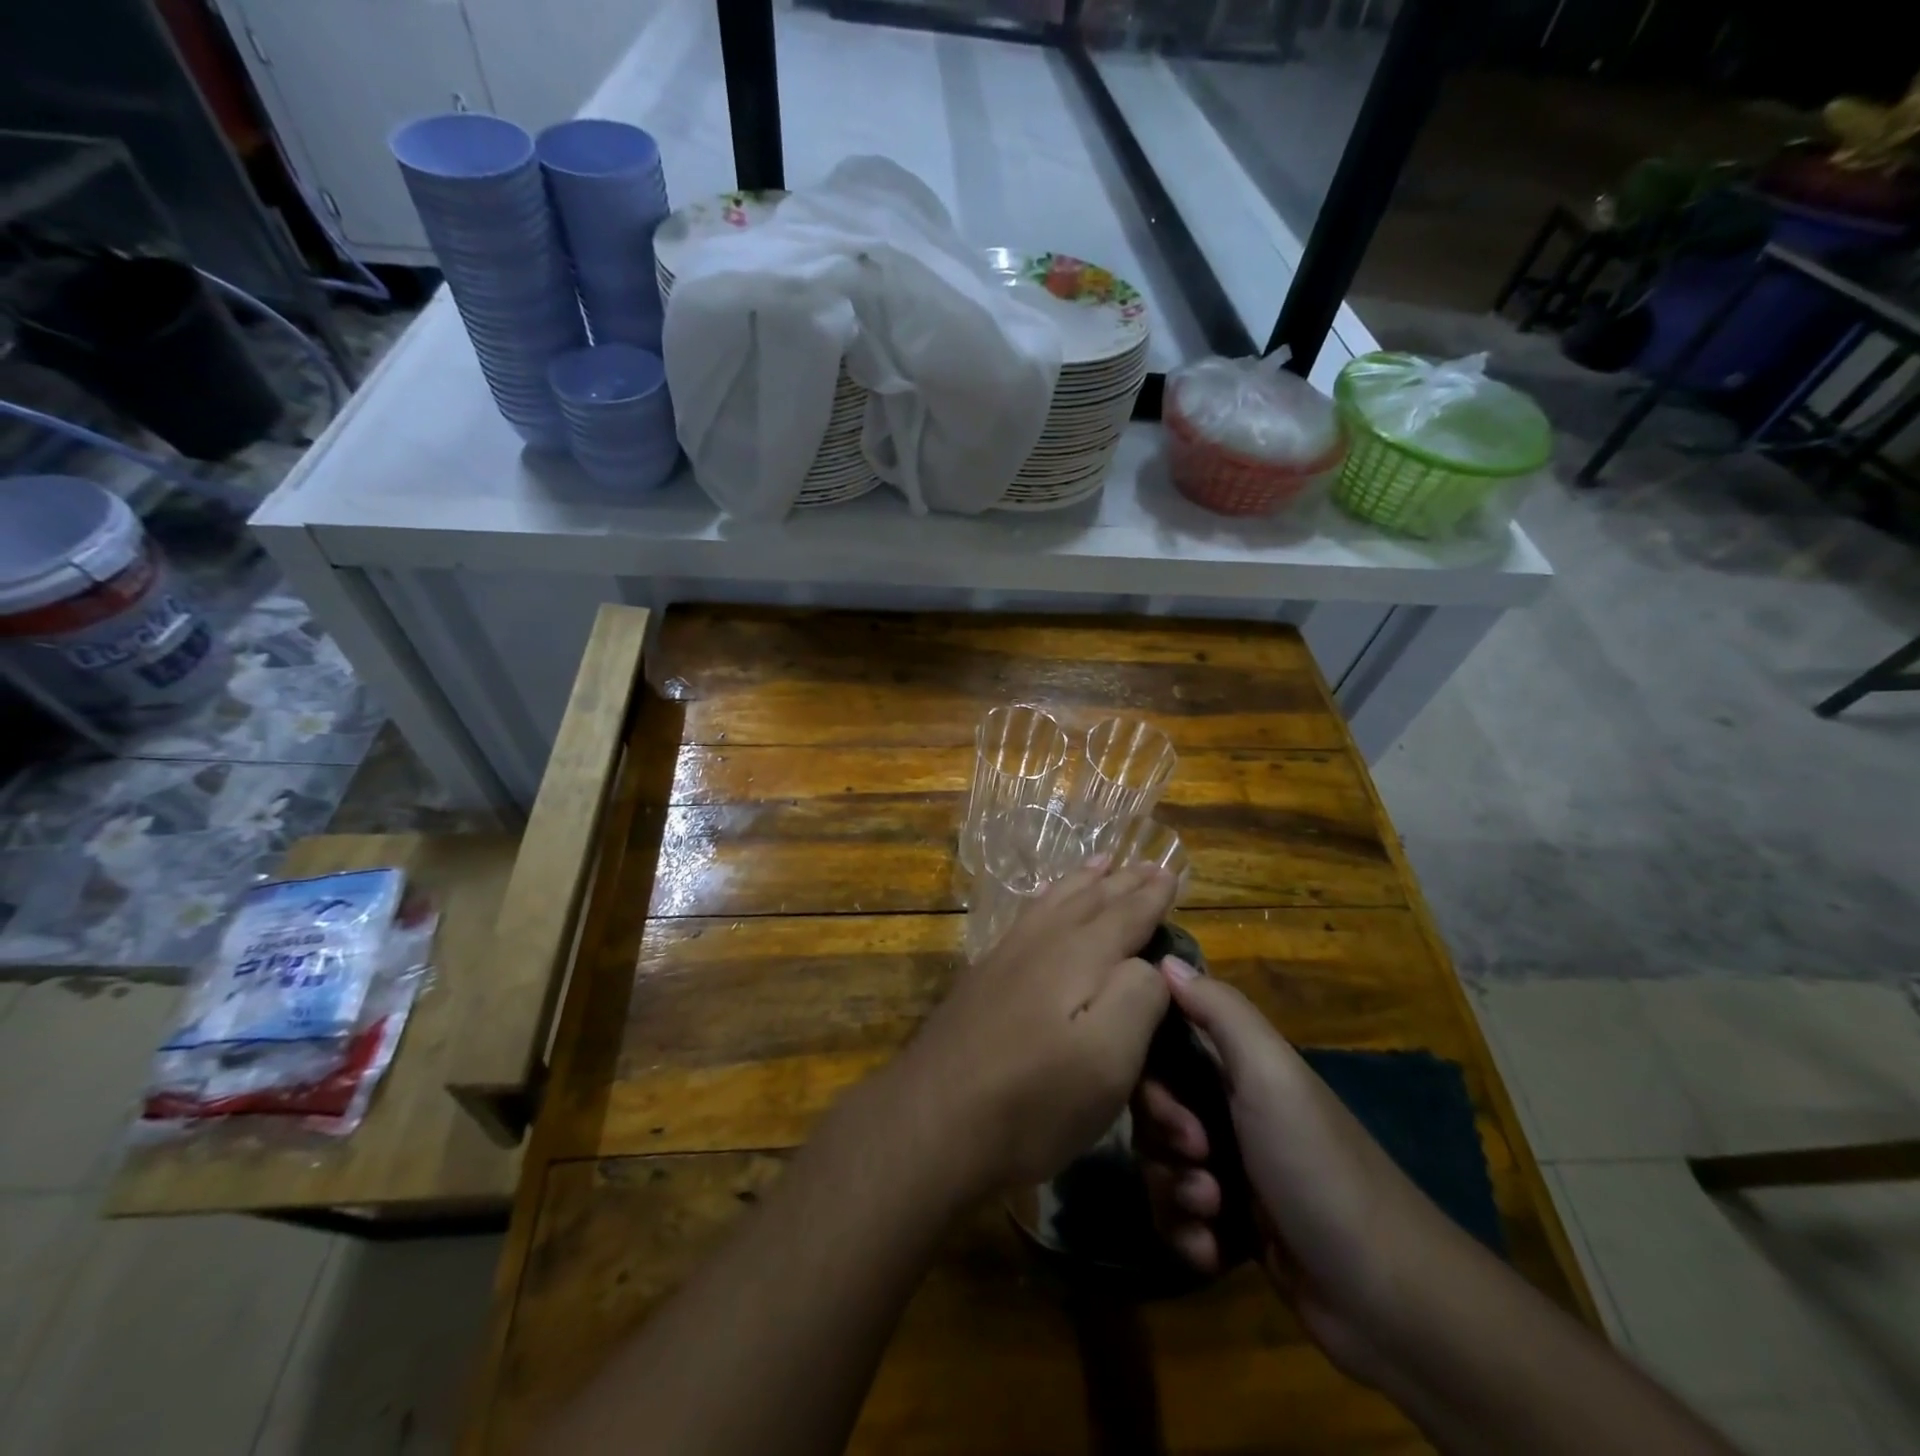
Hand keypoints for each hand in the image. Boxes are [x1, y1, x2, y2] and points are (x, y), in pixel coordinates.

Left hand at [883, 861, 1177, 1202]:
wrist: (931, 1122)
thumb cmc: (1032, 1099)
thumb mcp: (1106, 1059)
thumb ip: (1138, 997)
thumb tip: (1147, 963)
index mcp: (1078, 956)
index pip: (1125, 915)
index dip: (1151, 896)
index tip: (1170, 873)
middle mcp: (1041, 943)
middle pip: (1088, 900)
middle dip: (1121, 882)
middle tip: (1145, 864)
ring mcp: (1005, 957)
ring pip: (1053, 902)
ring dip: (1082, 881)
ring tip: (1100, 863)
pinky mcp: (982, 978)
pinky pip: (1027, 917)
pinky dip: (1047, 899)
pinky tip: (1044, 907)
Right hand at [1134, 963, 1458, 1384]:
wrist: (1388, 1298)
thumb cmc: (1318, 1165)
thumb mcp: (1270, 1074)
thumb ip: (1219, 1009)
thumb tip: (1163, 957)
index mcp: (1237, 1067)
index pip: (1162, 1047)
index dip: (1148, 1072)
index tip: (1164, 1099)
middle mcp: (1228, 1110)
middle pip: (1151, 1111)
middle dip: (1162, 1141)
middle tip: (1200, 1159)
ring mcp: (1230, 1171)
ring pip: (1158, 1167)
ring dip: (1174, 1193)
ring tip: (1213, 1213)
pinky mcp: (1231, 1227)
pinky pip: (1176, 1219)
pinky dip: (1187, 1235)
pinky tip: (1215, 1251)